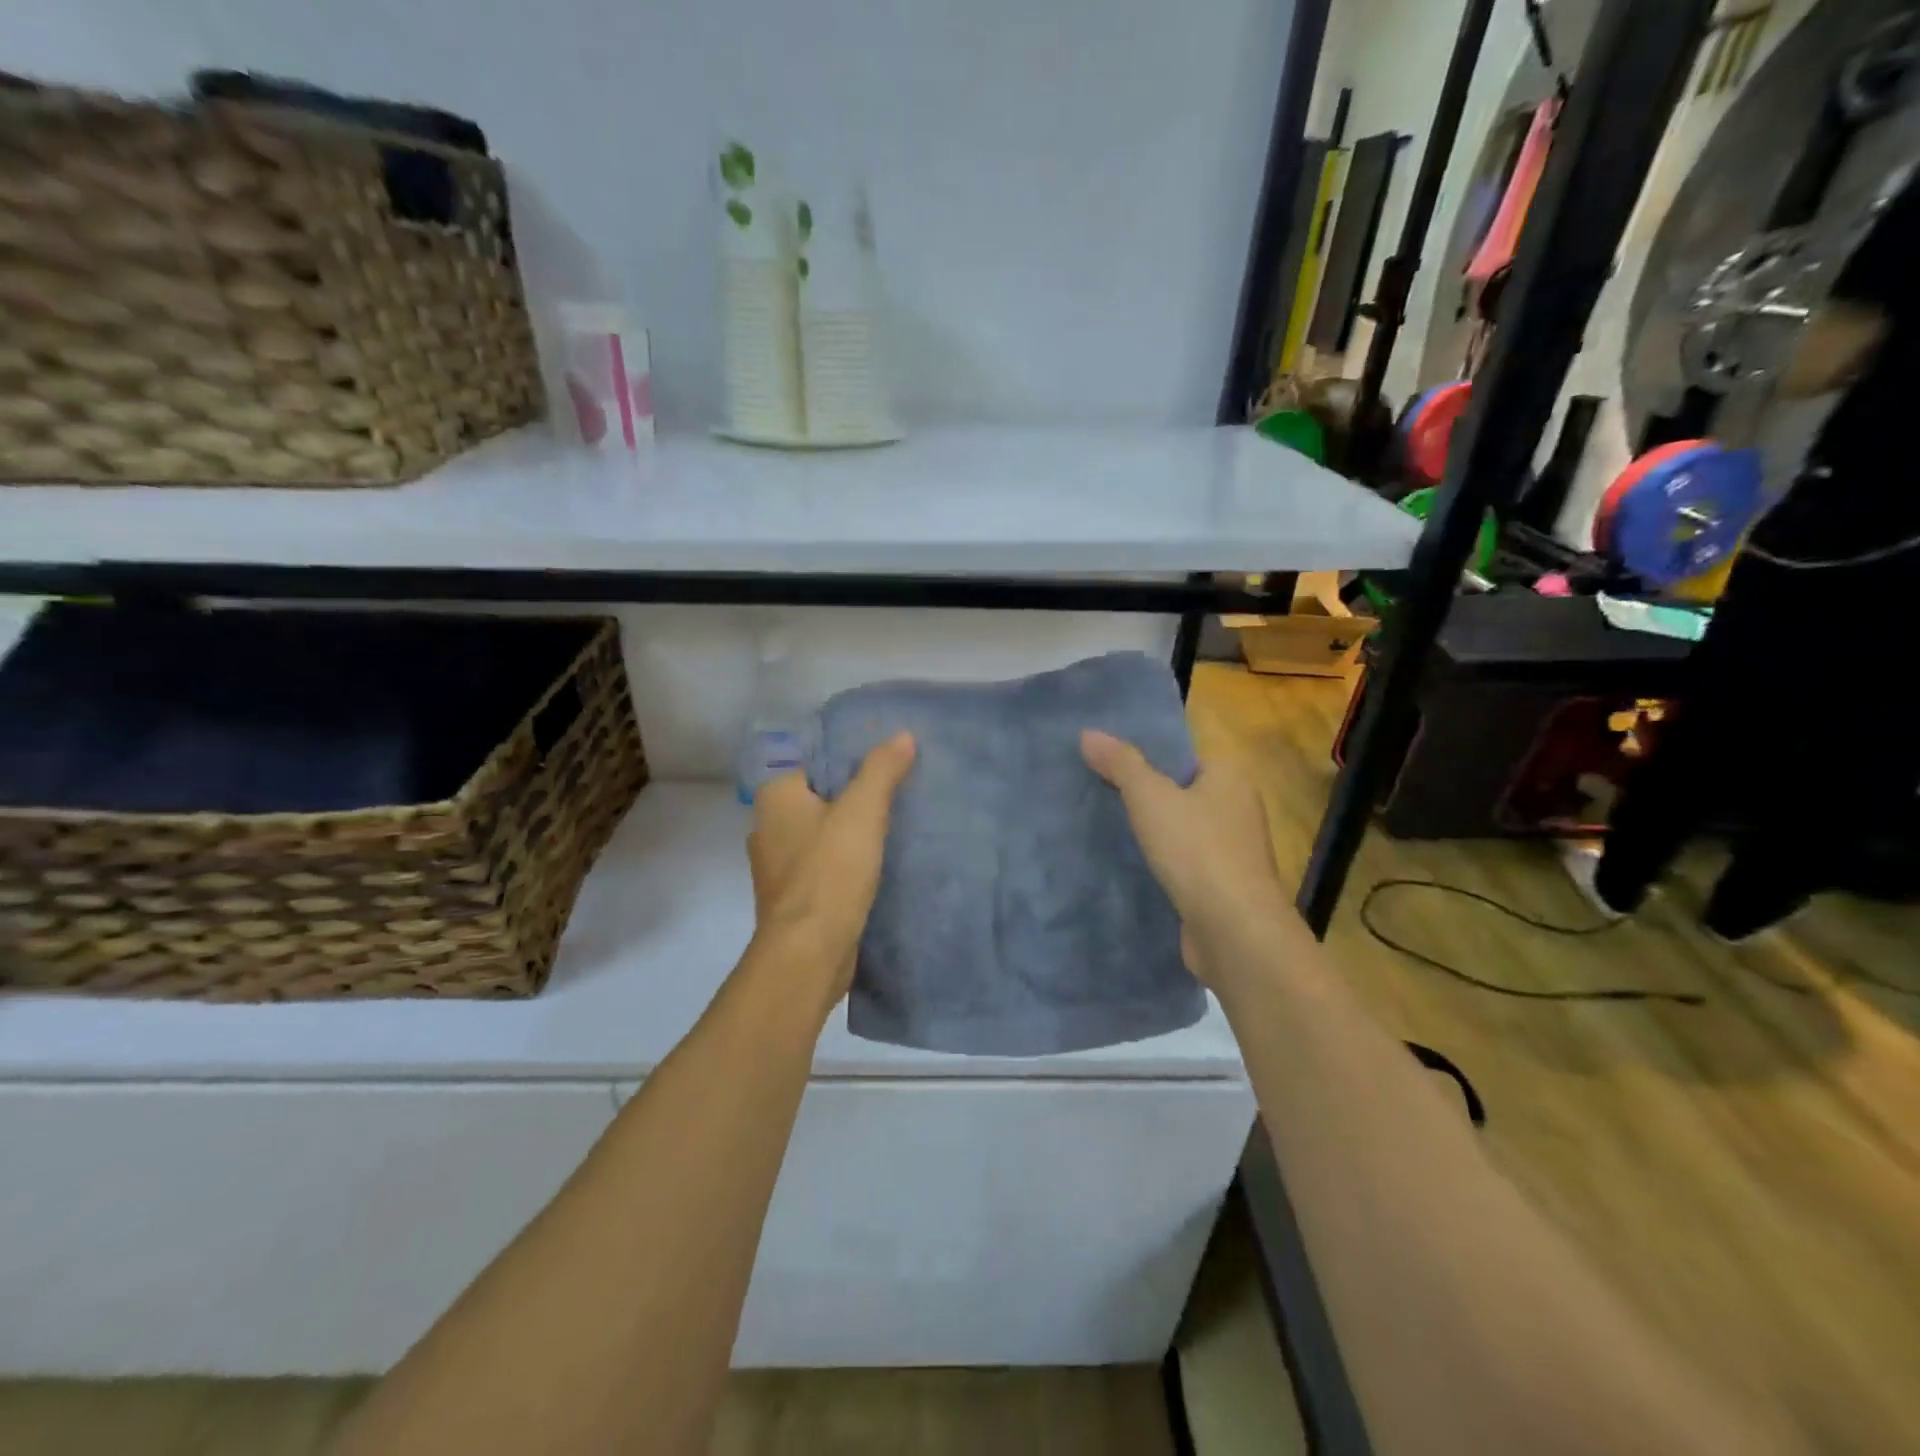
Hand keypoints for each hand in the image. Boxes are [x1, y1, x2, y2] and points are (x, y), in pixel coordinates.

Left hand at [746, 732, 916, 1012]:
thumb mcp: (862, 812)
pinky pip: (825, 865)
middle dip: (857, 798)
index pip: (817, 763)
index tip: (890, 764)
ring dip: (853, 833)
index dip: (854, 760)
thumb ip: (881, 770)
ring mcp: (778, 866)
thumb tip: (902, 735)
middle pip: (822, 798)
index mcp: (775, 797)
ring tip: (897, 827)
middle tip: (901, 793)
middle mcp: (768, 827)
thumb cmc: (830, 872)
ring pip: (824, 834)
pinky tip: (878, 865)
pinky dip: (848, 862)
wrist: (809, 953)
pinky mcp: (794, 897)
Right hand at [1080, 729, 1293, 990]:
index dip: (1147, 757)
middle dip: (1144, 796)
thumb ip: (1121, 764)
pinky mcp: (1221, 887)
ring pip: (1181, 830)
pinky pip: (1182, 863)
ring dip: (1151, 833)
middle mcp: (1238, 809)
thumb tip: (1088, 733)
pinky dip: (1160, 863)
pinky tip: (1128, 866)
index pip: (1184, 756)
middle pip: (1181, 792)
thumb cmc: (1197, 851)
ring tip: (1104, 827)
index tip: (1106, 762)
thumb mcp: (1151, 798)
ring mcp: (1232, 852)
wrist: (1234, 932)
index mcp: (1231, 777)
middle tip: (1095, 793)